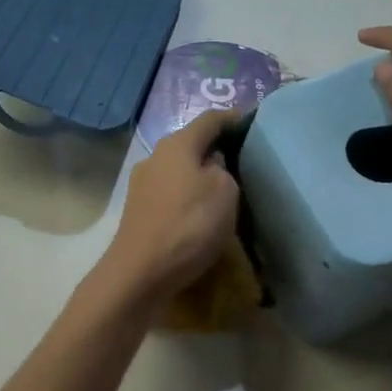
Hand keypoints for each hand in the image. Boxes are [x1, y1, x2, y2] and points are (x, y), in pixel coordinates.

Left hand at [100, 108, 241, 300]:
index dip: (233, 119)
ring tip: (225, 190)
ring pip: (179, 169)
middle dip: (216, 149)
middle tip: (243, 161)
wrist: (140, 272)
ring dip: (200, 175)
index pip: (210, 119)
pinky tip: (200, 212)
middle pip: (191, 143)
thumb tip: (212, 165)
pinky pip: (170, 193)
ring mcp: (142, 183)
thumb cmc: (189, 224)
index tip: (253, 125)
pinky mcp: (138, 209)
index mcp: (177, 144)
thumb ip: (223, 169)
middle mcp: (155, 156)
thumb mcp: (225, 191)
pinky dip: (187, 196)